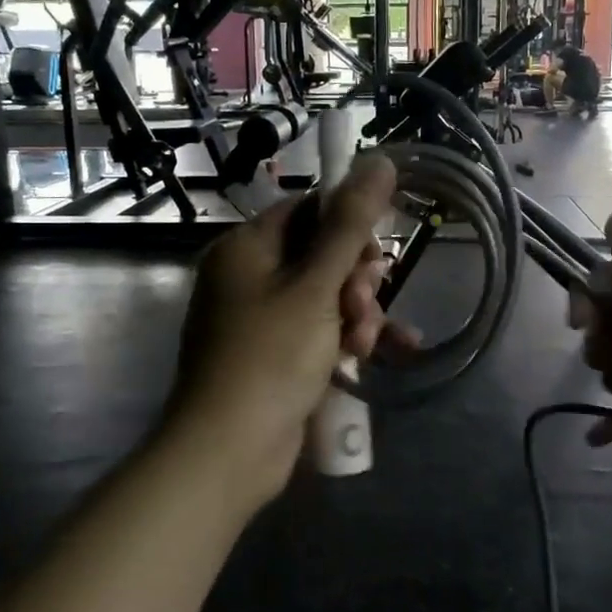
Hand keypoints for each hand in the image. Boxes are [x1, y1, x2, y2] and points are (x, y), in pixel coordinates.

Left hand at [164, 155, 401, 509]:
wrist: (228, 451)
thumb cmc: (270, 356)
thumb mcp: (316, 285)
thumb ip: (350, 223)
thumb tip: (379, 160)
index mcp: (247, 246)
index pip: (308, 209)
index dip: (349, 225)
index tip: (377, 252)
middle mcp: (249, 275)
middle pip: (321, 254)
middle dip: (355, 279)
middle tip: (364, 304)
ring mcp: (261, 318)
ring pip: (326, 295)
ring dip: (357, 313)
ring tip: (366, 342)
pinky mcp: (275, 355)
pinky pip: (320, 330)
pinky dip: (347, 338)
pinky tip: (383, 352)